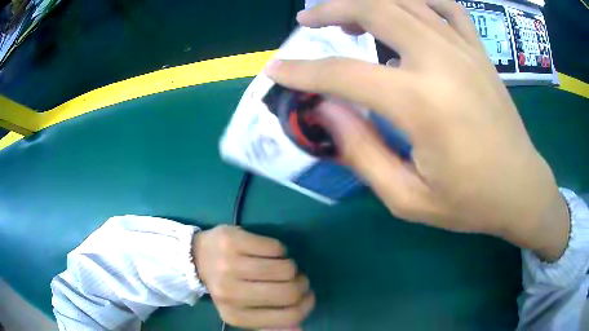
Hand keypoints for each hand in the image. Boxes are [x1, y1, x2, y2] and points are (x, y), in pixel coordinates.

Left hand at [192, 225, 313, 328]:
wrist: (197, 257)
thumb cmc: (226, 286)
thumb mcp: (244, 311)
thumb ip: (270, 323)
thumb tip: (300, 329)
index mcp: (235, 315)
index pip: (288, 316)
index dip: (306, 305)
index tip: (307, 295)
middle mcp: (230, 293)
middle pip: (289, 291)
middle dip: (302, 284)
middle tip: (298, 279)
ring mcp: (229, 265)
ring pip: (286, 268)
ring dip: (291, 267)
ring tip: (281, 266)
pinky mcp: (232, 241)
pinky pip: (276, 247)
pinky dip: (279, 250)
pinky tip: (269, 253)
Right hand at [266, 0, 568, 260]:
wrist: (520, 188)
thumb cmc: (469, 202)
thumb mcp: (408, 198)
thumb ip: (361, 152)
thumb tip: (326, 111)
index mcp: (422, 103)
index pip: (344, 74)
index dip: (302, 71)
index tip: (276, 69)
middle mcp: (441, 61)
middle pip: (374, 10)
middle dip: (332, 10)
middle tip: (307, 21)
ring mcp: (464, 49)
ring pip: (406, 0)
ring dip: (368, 0)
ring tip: (348, 15)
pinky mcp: (479, 50)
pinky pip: (445, 6)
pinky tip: (404, 7)